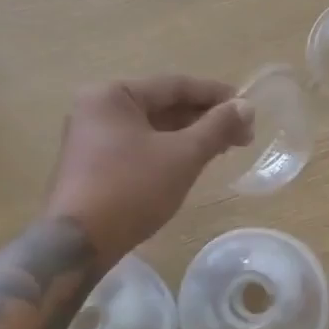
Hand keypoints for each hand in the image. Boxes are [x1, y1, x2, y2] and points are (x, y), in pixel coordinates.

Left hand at [45, 76, 253, 261]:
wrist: (80, 243)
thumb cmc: (132, 189)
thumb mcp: (183, 156)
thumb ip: (217, 127)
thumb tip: (246, 107)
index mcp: (112, 95)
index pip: (174, 85)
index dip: (216, 95)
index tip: (248, 108)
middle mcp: (96, 109)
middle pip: (162, 106)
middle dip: (204, 119)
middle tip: (242, 134)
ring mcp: (91, 139)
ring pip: (152, 129)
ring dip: (189, 136)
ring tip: (223, 149)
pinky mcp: (93, 166)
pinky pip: (139, 147)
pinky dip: (168, 151)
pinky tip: (191, 163)